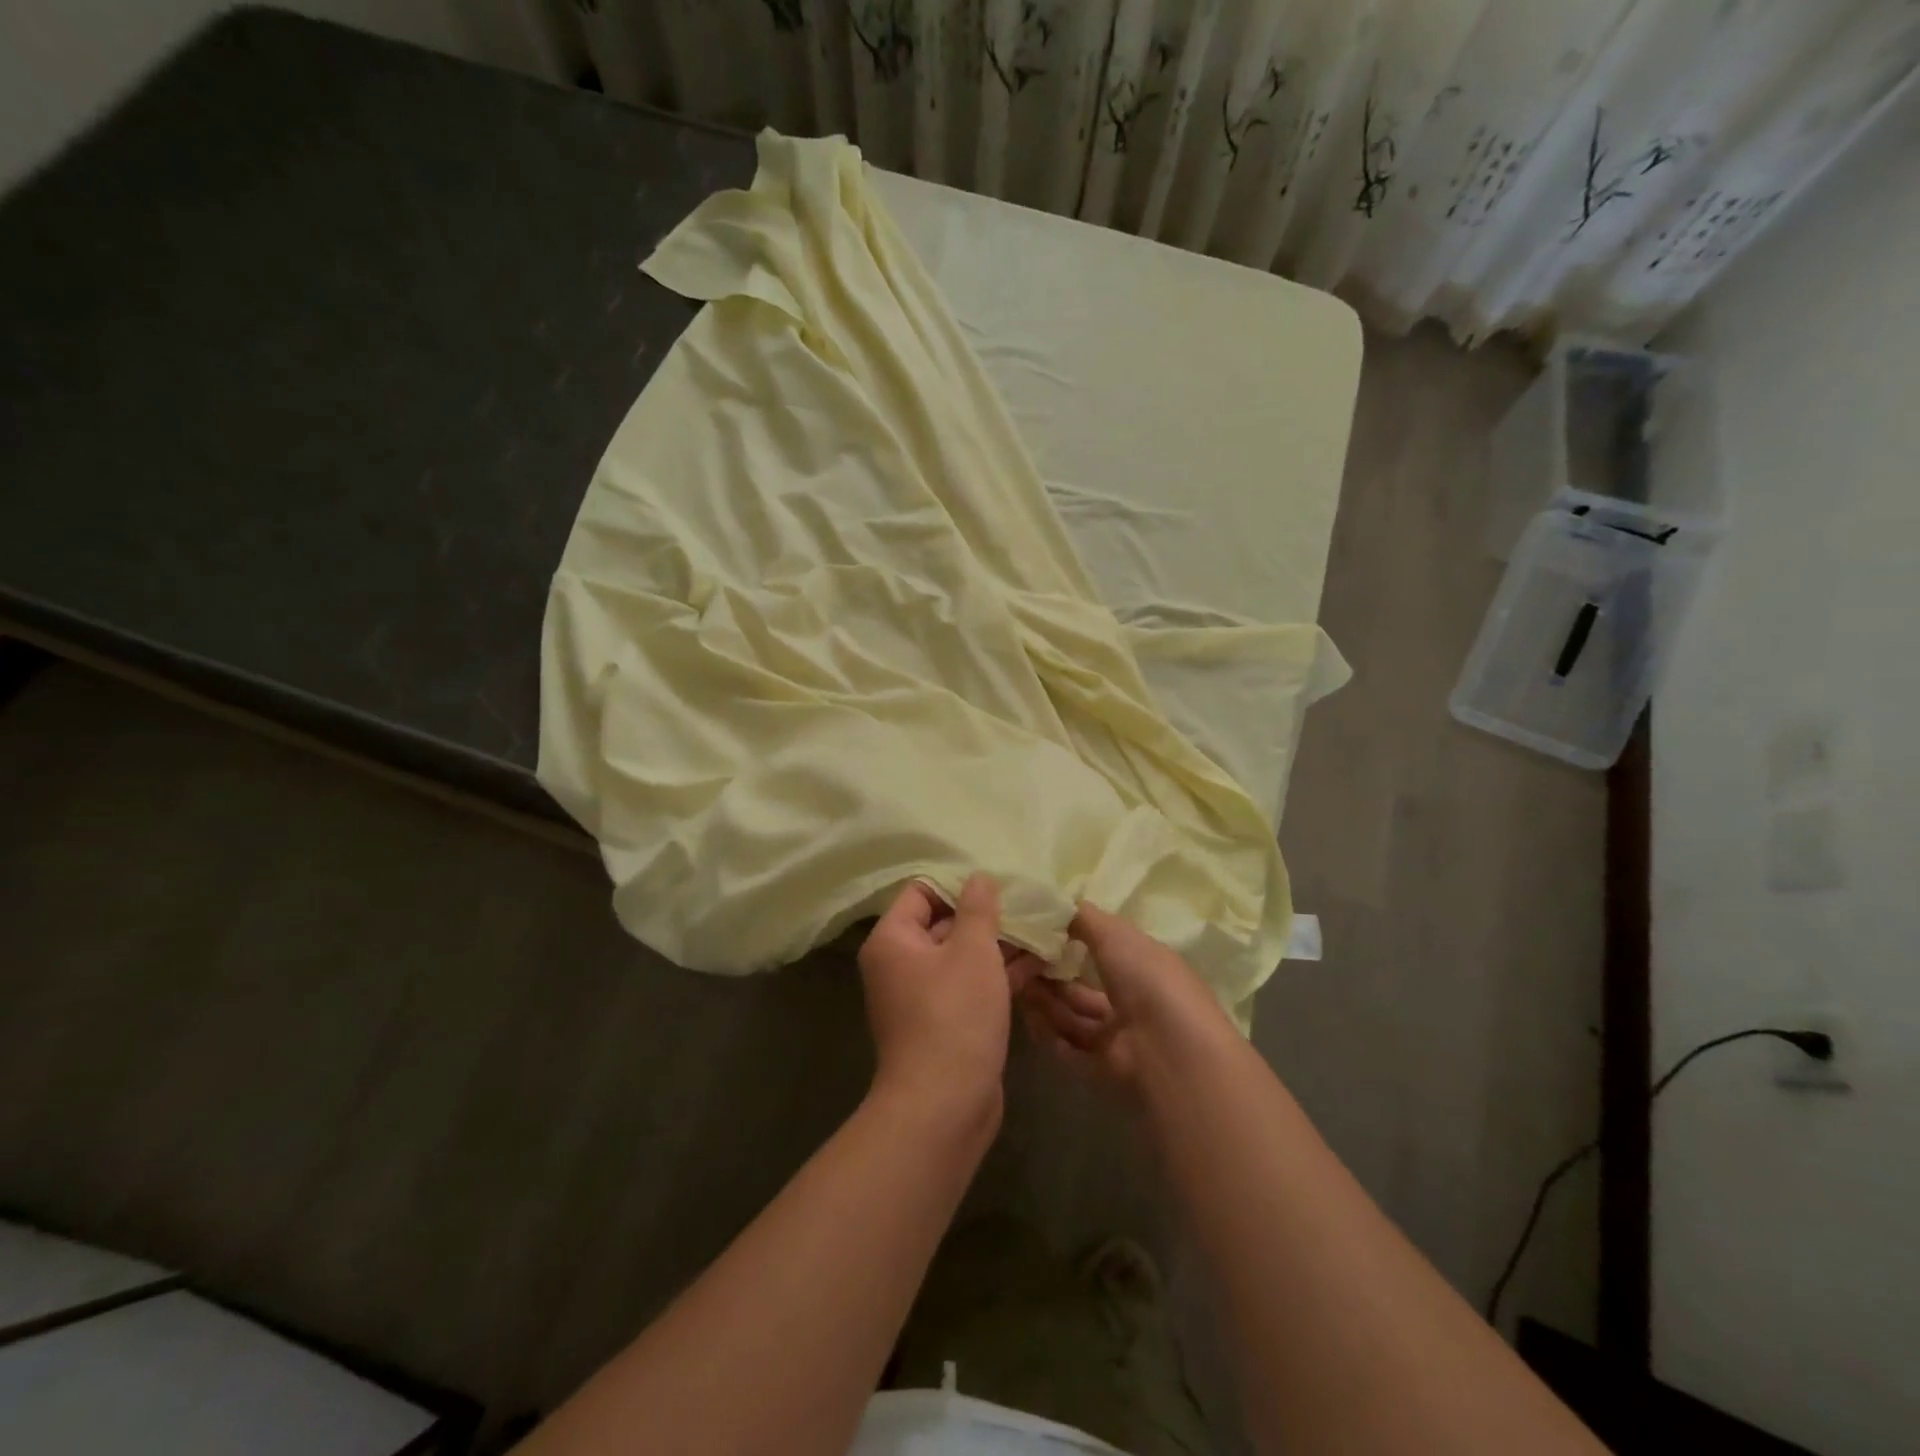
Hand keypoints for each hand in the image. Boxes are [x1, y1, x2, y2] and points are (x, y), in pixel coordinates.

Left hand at [858, 875, 1042, 1126]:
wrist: (944, 1105)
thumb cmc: (955, 1015)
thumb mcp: (972, 951)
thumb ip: (978, 908)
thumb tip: (979, 877)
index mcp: (893, 939)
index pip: (921, 892)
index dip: (958, 884)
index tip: (997, 882)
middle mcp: (900, 964)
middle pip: (943, 922)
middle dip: (986, 915)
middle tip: (1028, 903)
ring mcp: (922, 996)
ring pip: (962, 956)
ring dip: (999, 945)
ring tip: (1043, 929)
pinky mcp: (945, 1021)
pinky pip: (970, 985)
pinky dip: (998, 974)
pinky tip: (1040, 963)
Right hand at [1018, 902, 1232, 1096]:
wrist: (1169, 1051)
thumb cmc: (1147, 979)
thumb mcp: (1114, 934)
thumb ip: (1082, 918)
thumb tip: (1053, 904)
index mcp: (1143, 965)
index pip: (1103, 949)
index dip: (1069, 939)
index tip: (1035, 930)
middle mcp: (1132, 1000)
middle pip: (1081, 986)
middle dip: (1049, 973)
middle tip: (1016, 959)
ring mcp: (1119, 1038)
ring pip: (1072, 1016)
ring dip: (1044, 1000)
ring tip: (1015, 982)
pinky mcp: (1103, 1069)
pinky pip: (1069, 1047)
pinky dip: (1048, 1033)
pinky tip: (1028, 1016)